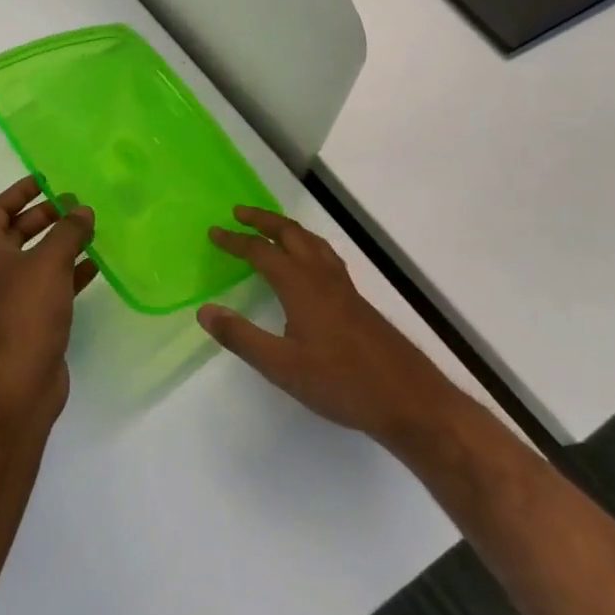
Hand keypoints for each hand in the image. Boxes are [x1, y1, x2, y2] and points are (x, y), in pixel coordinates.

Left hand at [0, 177, 97, 426]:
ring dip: (60, 244)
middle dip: (45, 217)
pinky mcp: (29, 320)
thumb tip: (82, 209)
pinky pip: (50, 286)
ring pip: (36, 260)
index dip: (20, 192)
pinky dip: (70, 274)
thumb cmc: (25, 311)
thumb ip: (68, 231)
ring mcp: (9, 297)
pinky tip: (95, 266)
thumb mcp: (49, 262)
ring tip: (90, 230)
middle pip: (17, 232)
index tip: (46, 180)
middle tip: (75, 205)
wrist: (17, 382)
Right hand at [198, 206, 453, 444]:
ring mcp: (345, 289)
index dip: (236, 240)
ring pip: (313, 243)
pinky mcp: (358, 303)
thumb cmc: (342, 384)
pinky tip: (309, 265)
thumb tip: (204, 309)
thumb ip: (241, 337)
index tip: (214, 232)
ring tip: (271, 228)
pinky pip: (326, 258)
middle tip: (239, 213)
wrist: (410, 401)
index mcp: (302, 287)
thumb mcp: (282, 367)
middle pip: (292, 235)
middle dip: (264, 220)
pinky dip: (308, 246)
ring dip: (288, 229)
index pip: (262, 252)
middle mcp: (323, 278)